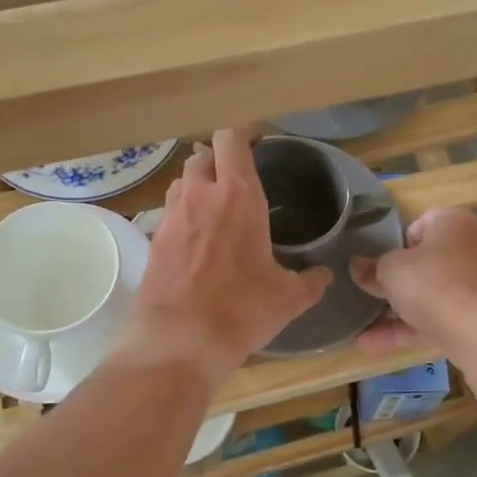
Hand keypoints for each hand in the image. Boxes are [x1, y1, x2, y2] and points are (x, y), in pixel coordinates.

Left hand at [117, 129, 330, 386]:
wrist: (179, 341)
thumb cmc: (242, 310)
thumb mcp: (288, 298)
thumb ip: (310, 281)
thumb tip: (324, 275)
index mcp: (237, 195)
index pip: (231, 139)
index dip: (241, 135)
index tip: (254, 143)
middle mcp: (199, 195)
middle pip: (202, 156)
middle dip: (217, 161)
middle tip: (234, 182)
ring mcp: (171, 217)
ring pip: (181, 183)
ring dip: (196, 187)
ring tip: (214, 210)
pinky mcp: (152, 241)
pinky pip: (168, 215)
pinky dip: (181, 218)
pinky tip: (194, 244)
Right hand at [351, 208, 476, 360]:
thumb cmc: (433, 283)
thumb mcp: (390, 271)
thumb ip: (371, 268)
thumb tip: (356, 266)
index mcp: (456, 222)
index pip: (422, 223)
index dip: (397, 243)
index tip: (381, 263)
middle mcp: (476, 246)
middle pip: (429, 261)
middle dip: (398, 282)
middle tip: (372, 294)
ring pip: (434, 293)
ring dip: (398, 311)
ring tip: (363, 328)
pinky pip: (442, 317)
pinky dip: (412, 328)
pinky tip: (373, 345)